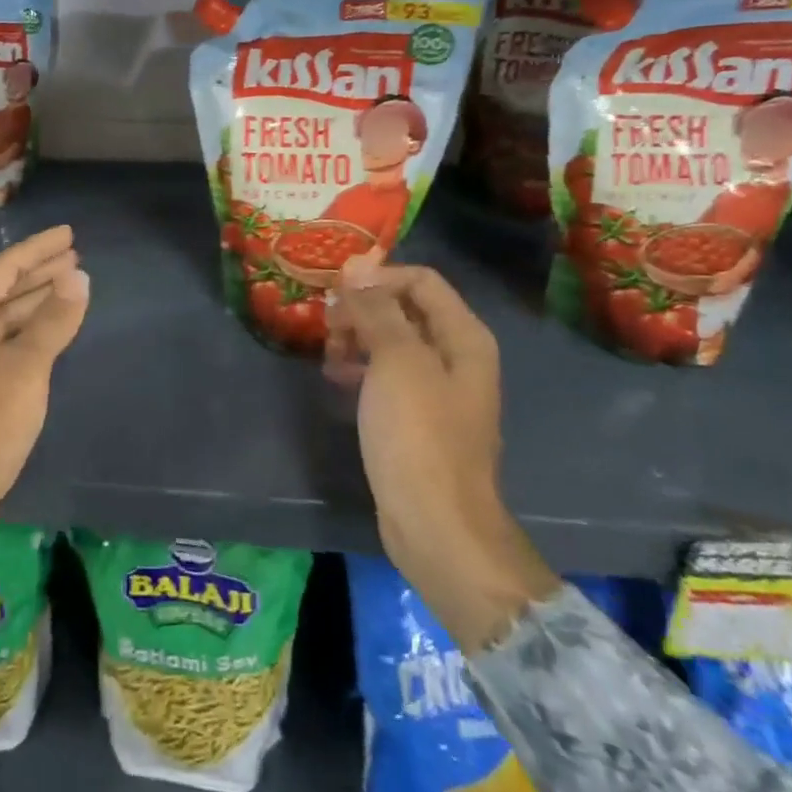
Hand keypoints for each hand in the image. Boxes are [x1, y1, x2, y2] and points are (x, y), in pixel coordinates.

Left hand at [0, 226, 88, 567]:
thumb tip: (78, 276)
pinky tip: (52, 329)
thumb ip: (50, 322)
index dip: (37, 249)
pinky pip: (7, 344)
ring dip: (37, 300)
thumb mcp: (22, 373)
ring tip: (71, 283)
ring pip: (5, 318)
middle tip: (76, 255)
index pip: (3, 269)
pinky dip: (32, 331)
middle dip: (39, 272)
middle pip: (3, 290)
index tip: (69, 233)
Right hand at [328, 259, 558, 648]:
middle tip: (328, 325)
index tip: (336, 292)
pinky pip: (386, 375)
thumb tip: (356, 267)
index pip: (421, 280)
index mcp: (463, 337)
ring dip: (357, 339)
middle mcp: (455, 356)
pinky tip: (337, 379)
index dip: (377, 277)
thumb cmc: (418, 435)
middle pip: (405, 309)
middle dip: (363, 310)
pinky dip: (361, 369)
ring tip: (329, 355)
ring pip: (391, 342)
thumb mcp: (396, 362)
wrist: (436, 524)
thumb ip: (377, 310)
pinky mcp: (416, 418)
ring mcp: (436, 390)